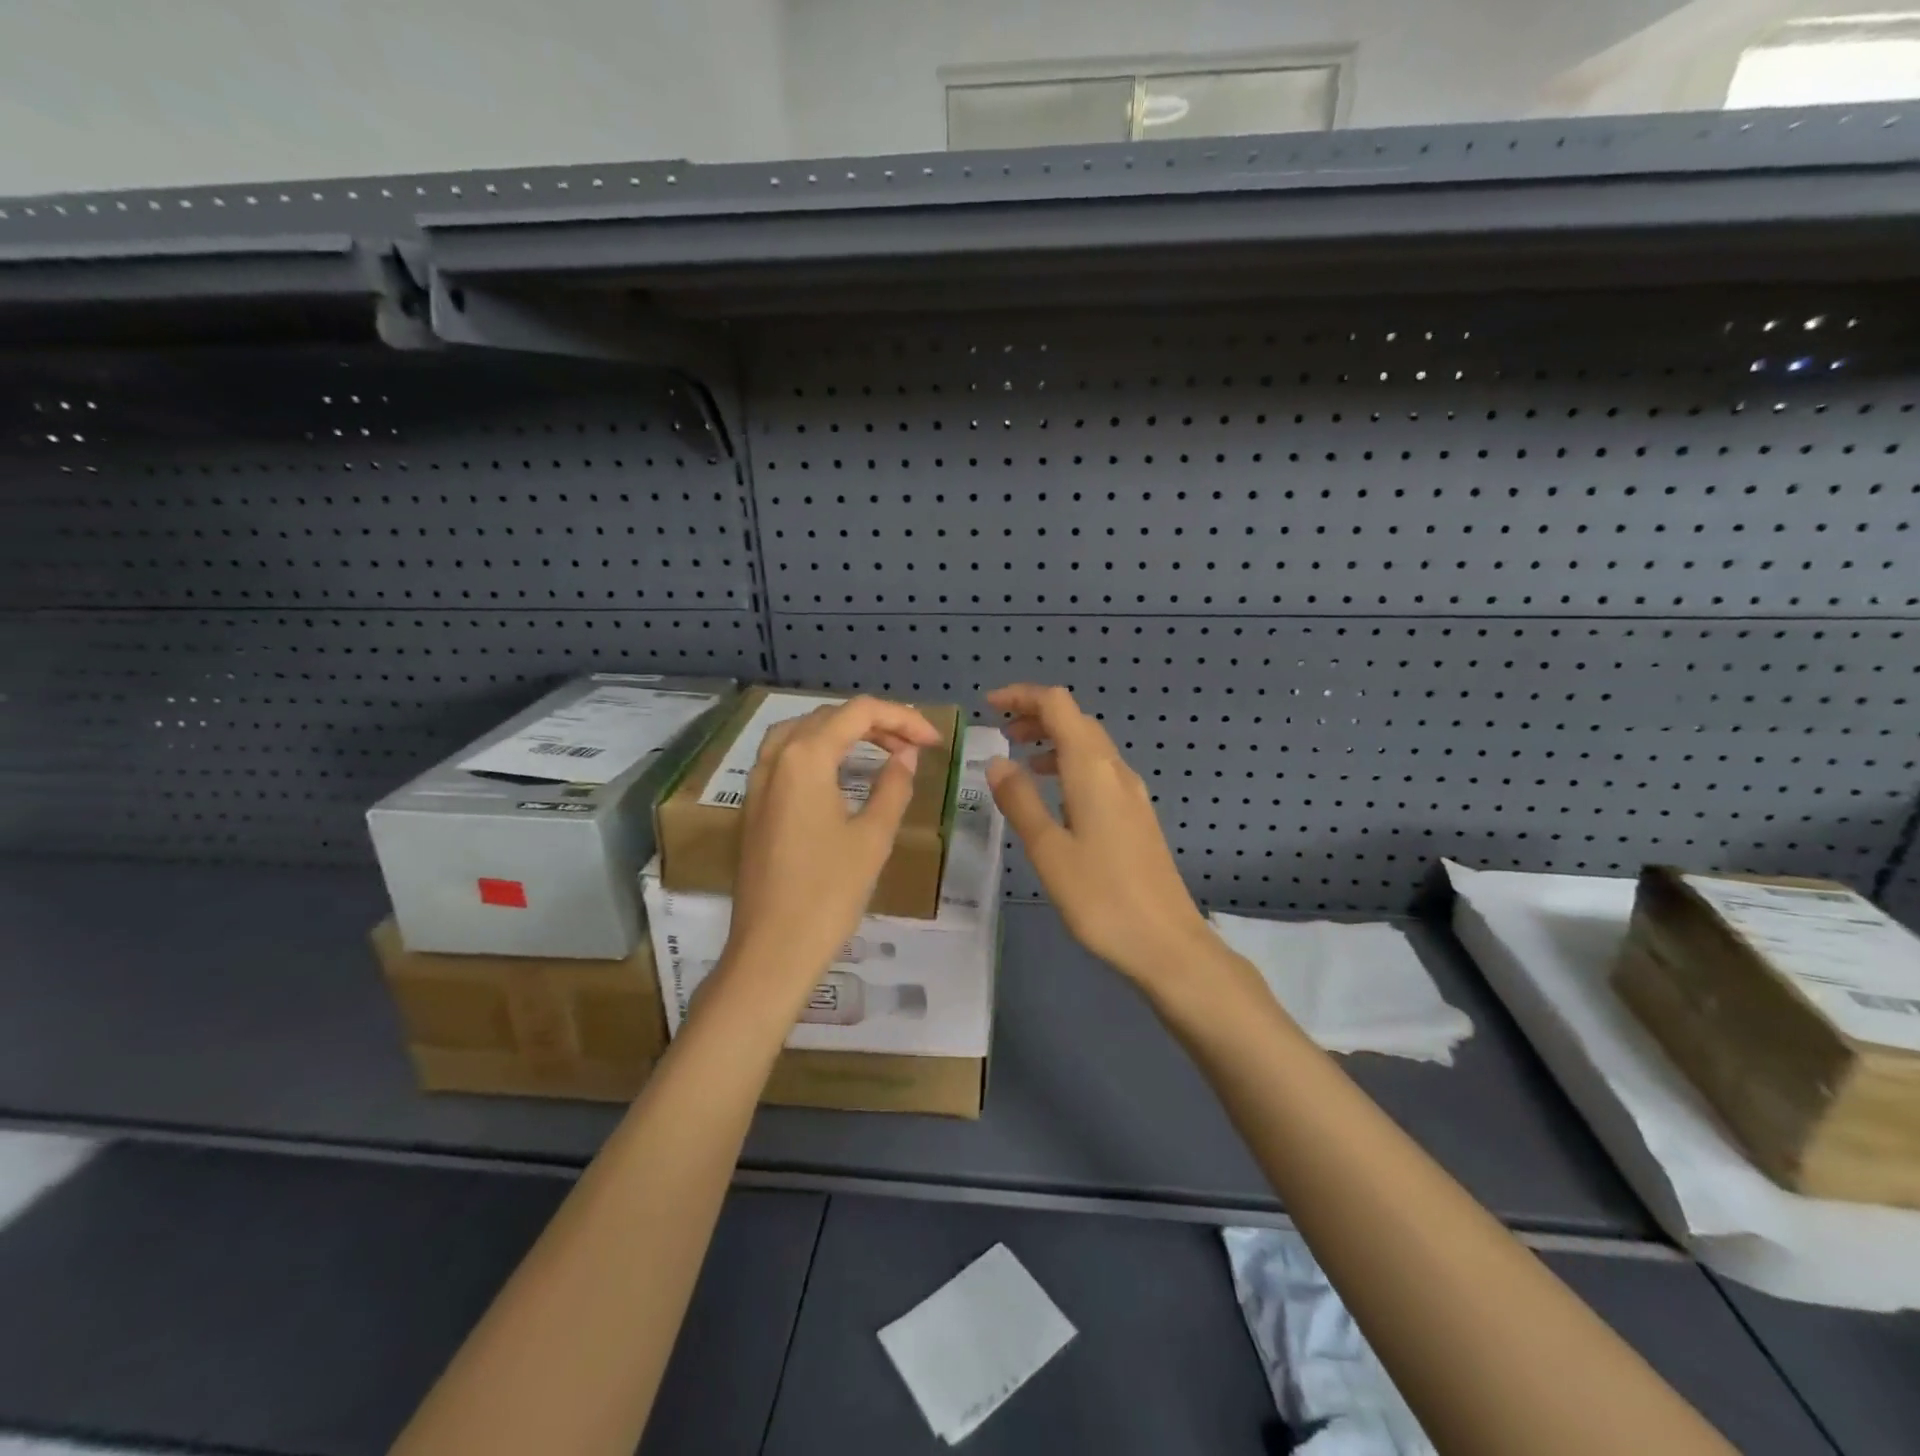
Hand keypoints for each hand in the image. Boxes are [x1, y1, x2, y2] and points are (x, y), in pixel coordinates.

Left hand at [718, 696, 942, 1012]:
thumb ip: (893, 786)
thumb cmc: (828, 893)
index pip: (858, 713)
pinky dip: (819, 750)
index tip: (933, 741)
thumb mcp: (873, 837)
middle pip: (828, 717)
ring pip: (802, 732)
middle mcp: (776, 758)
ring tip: (881, 750)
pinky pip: (787, 756)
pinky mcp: (754, 806)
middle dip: (875, 723)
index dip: (902, 719)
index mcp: (805, 757)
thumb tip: (905, 756)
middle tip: (914, 746)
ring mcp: (759, 782)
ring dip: (844, 733)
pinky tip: (840, 773)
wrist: (772, 950)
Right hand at [986, 684, 1215, 988]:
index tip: (990, 705)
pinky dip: (1071, 767)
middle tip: (1002, 733)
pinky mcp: (1137, 817)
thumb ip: (1020, 800)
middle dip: (1037, 716)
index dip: (1023, 696)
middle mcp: (1116, 771)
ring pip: (1090, 747)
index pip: (1058, 705)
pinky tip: (1055, 798)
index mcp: (1092, 770)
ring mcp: (1132, 794)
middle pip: (1076, 721)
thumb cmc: (1100, 897)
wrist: (1167, 942)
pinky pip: (1099, 772)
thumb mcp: (1047, 850)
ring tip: (1022, 761)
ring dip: (1055, 741)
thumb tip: (997, 761)